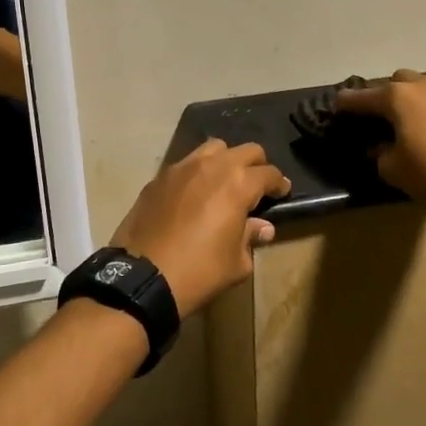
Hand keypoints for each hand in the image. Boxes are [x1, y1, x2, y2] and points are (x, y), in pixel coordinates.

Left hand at [109, 140, 291, 316]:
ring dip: (225, 160)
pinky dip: (197, 173)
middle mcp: (212, 166)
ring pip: (213, 148)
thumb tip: (262, 227)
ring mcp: (181, 168)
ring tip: (224, 182)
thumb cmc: (199, 271)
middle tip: (257, 186)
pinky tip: (194, 195)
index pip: (268, 173)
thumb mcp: (236, 262)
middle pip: (245, 150)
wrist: (143, 277)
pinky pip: (185, 165)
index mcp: (238, 184)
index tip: (282, 192)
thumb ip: (250, 237)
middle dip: (257, 165)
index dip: (279, 183)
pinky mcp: (158, 178)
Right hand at [335, 70, 425, 213]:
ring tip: (402, 122)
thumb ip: (380, 154)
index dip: (346, 103)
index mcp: (395, 96)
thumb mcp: (392, 168)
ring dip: (407, 100)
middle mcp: (420, 85)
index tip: (336, 107)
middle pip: (393, 82)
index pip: (361, 97)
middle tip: (375, 117)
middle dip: (381, 95)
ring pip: (418, 88)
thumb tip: (380, 147)